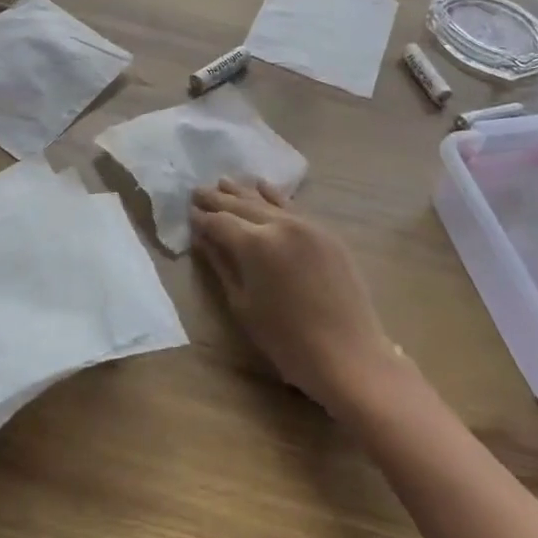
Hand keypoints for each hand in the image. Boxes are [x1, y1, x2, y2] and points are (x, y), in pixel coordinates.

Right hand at [191, 179, 400, 414]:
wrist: (348, 355)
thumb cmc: (286, 340)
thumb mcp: (243, 304)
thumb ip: (221, 265)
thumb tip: (203, 238)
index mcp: (255, 244)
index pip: (221, 222)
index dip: (203, 218)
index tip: (189, 212)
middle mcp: (281, 225)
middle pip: (243, 205)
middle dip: (218, 198)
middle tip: (197, 190)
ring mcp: (307, 225)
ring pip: (268, 201)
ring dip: (244, 192)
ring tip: (224, 182)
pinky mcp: (326, 234)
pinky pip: (293, 208)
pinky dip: (275, 196)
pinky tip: (263, 186)